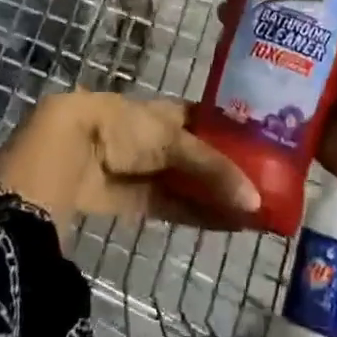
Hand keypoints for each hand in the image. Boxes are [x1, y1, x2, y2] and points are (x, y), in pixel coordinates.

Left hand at [0, 91, 261, 233]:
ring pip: (188, 184)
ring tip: (256, 214)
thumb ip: (212, 169)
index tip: (267, 149)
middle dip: (229, 172)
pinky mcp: (134, 201)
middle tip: (269, 189)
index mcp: (166, 111)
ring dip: (217, 198)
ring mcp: (145, 170)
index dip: (233, 134)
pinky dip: (197, 215)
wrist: (67, 153)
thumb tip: (255, 201)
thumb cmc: (122, 128)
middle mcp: (157, 138)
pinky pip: (173, 206)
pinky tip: (227, 225)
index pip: (207, 122)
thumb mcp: (172, 139)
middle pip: (200, 156)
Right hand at [215, 0, 336, 195]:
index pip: (313, 0)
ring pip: (270, 50)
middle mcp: (323, 54)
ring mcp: (305, 82)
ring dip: (246, 34)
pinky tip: (222, 56)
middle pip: (285, 23)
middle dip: (258, 7)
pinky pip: (265, 86)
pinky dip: (245, 71)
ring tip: (223, 18)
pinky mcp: (291, 107)